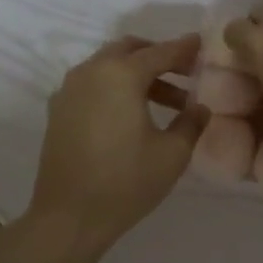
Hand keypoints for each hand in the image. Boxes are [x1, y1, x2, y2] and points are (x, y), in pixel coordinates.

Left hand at [26, 35, 206, 257]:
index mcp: (120, 75)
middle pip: (129, 50)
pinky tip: (133, 114)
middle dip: (159, 56)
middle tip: (186, 73)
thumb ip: (191, 122)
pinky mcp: (59, 110)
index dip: (185, 49)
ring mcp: (69, 90)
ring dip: (138, 74)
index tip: (203, 45)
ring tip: (168, 102)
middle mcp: (90, 72)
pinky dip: (115, 87)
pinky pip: (92, 84)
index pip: (160, 53)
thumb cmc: (126, 182)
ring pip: (108, 66)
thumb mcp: (172, 153)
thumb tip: (200, 107)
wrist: (68, 217)